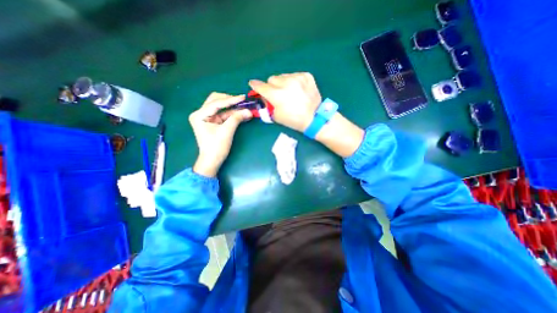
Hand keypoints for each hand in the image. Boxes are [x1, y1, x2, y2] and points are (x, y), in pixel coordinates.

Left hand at [192, 92, 252, 177]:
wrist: (212, 161)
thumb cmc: (216, 147)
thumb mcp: (227, 131)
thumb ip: (237, 118)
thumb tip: (249, 111)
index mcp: (199, 115)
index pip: (216, 103)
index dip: (231, 100)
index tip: (243, 97)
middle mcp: (201, 113)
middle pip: (216, 101)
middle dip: (230, 101)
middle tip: (242, 102)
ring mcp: (207, 118)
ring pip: (220, 107)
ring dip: (232, 108)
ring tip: (244, 107)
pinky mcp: (213, 122)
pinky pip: (223, 114)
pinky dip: (232, 114)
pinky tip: (241, 114)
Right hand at [249, 72, 321, 131]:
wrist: (314, 118)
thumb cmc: (294, 120)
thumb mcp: (276, 116)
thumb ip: (267, 105)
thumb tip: (264, 97)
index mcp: (277, 95)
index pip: (261, 86)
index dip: (255, 86)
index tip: (253, 84)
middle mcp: (286, 83)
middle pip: (272, 79)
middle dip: (272, 86)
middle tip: (277, 94)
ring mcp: (297, 78)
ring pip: (283, 76)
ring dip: (283, 83)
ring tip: (290, 92)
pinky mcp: (306, 76)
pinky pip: (294, 75)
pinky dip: (293, 81)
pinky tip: (298, 90)